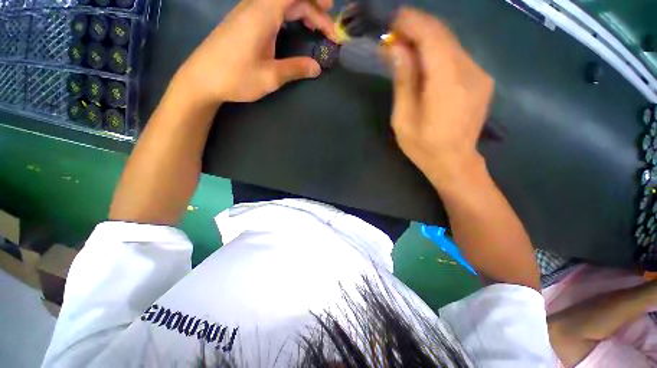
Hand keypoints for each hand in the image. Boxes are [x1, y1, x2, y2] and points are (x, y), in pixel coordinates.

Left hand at [174, 0, 336, 105]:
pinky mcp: (244, 20)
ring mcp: (248, 12)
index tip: (331, 16)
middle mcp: (256, 6)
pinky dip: (289, 15)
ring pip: (281, 2)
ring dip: (302, 12)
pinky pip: (272, 9)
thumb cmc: (236, 77)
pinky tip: (295, 28)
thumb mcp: (270, 77)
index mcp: (263, 14)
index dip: (316, 2)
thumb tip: (317, 68)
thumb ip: (295, 69)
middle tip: (329, 33)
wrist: (202, 79)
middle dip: (314, 11)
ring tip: (316, 29)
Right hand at [385, 8, 493, 186]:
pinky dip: (438, 52)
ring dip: (427, 40)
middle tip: (394, 34)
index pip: (432, 36)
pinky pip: (457, 56)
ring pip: (451, 44)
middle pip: (444, 35)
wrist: (454, 162)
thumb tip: (396, 49)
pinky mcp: (481, 80)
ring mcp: (480, 75)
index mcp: (447, 83)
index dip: (412, 22)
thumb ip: (403, 80)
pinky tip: (424, 62)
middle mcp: (470, 71)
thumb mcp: (403, 117)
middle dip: (417, 28)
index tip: (393, 20)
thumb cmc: (423, 146)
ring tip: (405, 48)